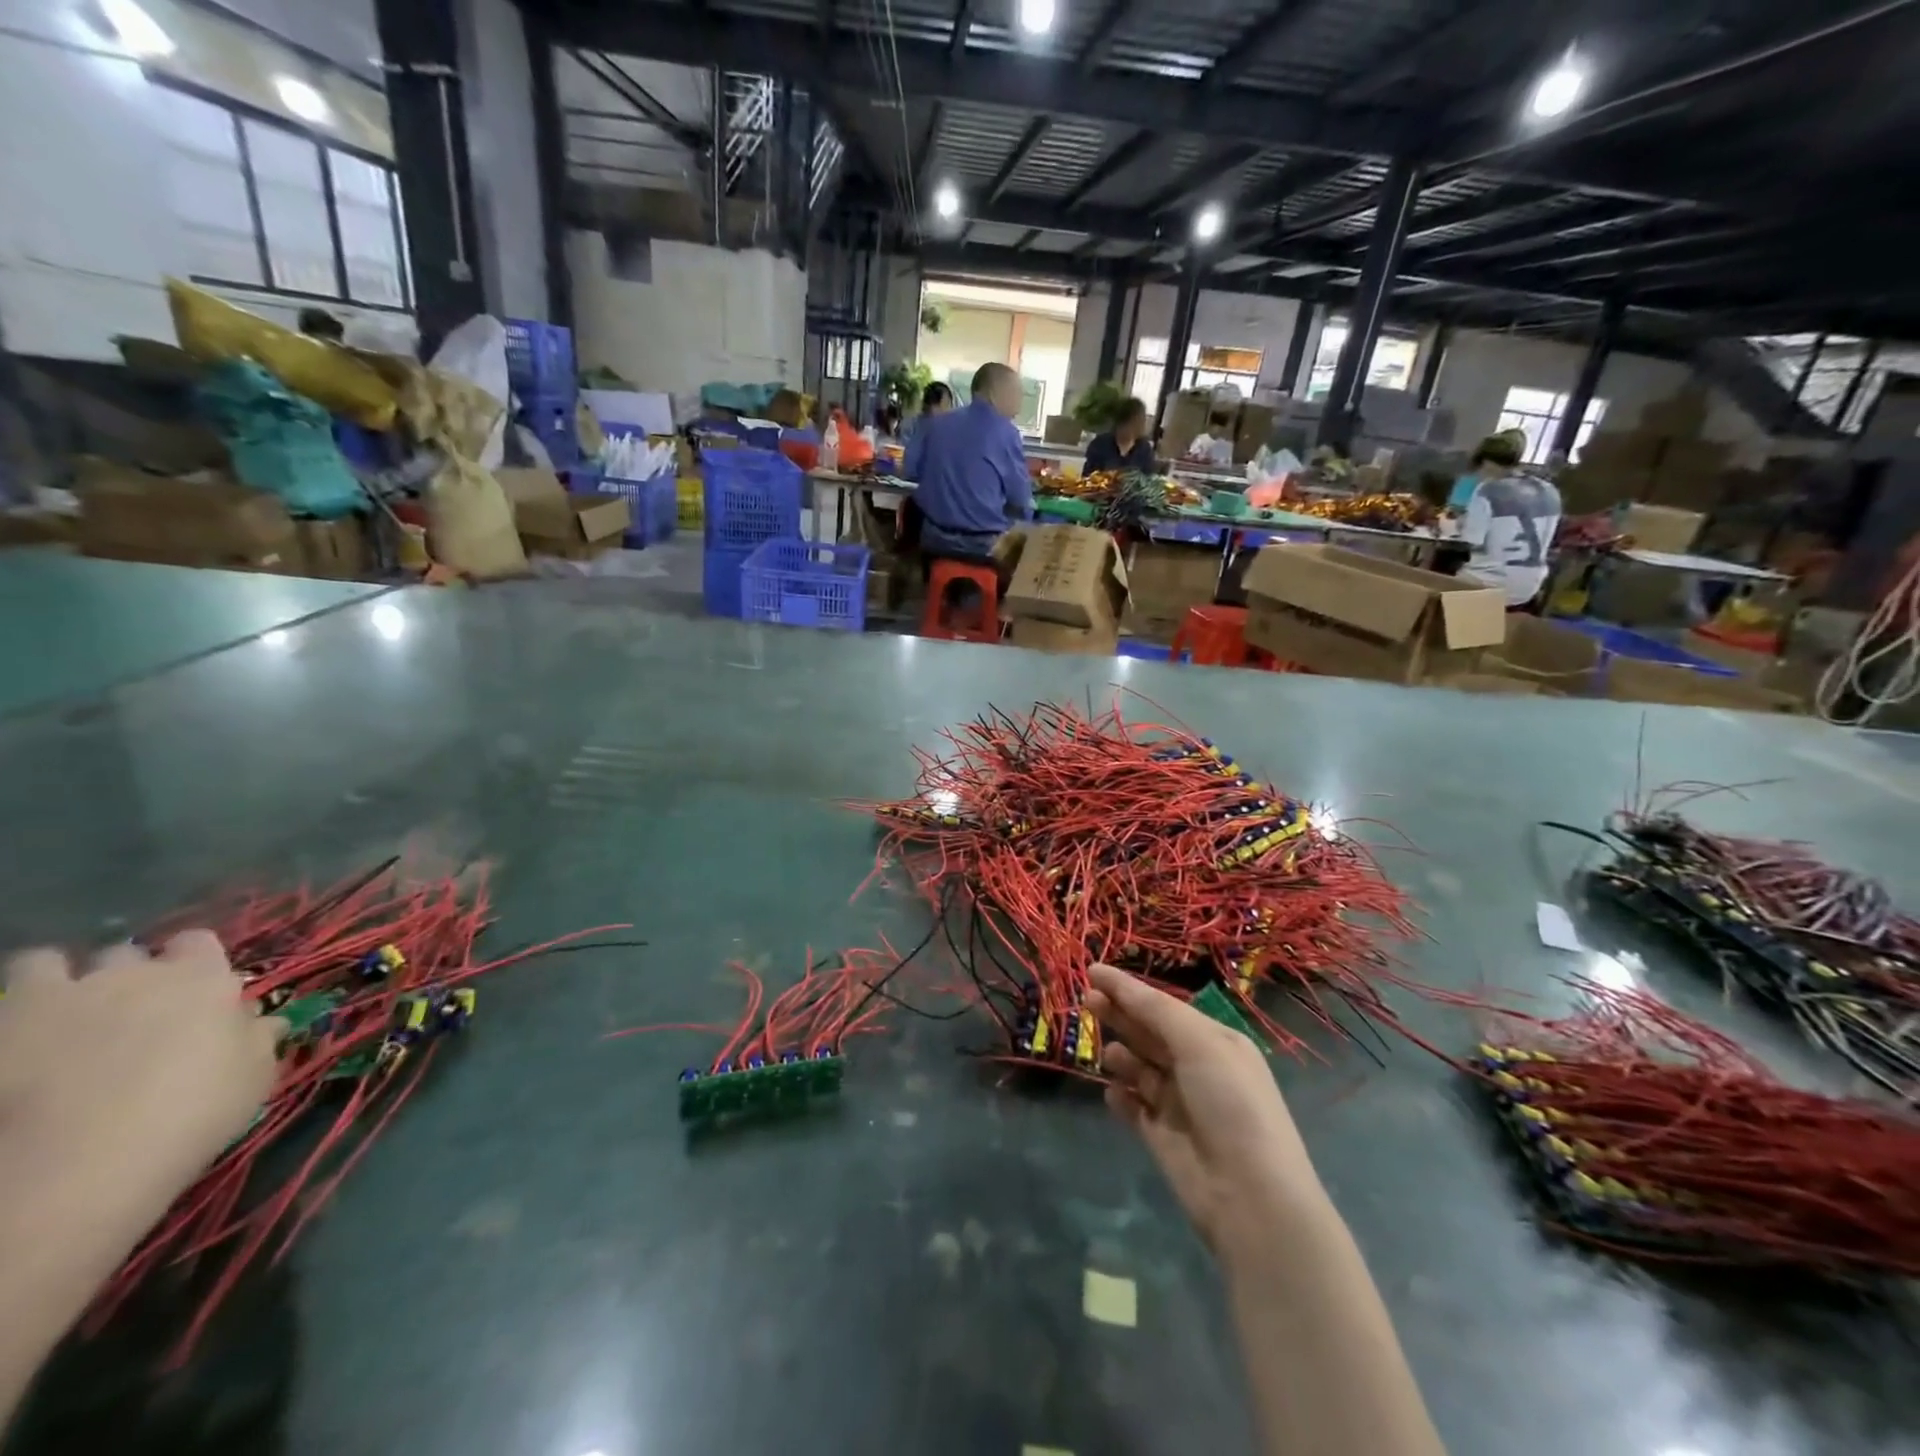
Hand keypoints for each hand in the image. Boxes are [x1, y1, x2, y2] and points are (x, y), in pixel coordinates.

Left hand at [0, 931, 283, 1214]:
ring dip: (57, 982)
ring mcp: (60, 997)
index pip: (198, 942)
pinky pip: (2, 993)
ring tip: (59, 1018)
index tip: (195, 994)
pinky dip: (11, 1010)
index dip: (194, 963)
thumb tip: (263, 1023)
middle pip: (128, 953)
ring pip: (48, 963)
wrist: (79, 1165)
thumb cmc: (193, 1112)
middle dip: (126, 975)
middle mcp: (134, 973)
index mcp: (203, 977)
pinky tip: (18, 1039)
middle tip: (127, 1014)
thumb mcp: (254, 1076)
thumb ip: (257, 1038)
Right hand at [1087, 964, 1324, 1256]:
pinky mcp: (1162, 1137)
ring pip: (1139, 1068)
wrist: (1250, 1197)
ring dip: (1121, 1055)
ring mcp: (1179, 1104)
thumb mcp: (1200, 1044)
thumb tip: (1119, 985)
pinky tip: (1112, 1093)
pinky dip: (1120, 1097)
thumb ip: (1156, 1012)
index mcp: (1215, 1041)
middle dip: (1119, 1015)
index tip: (1092, 971)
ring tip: (1110, 1055)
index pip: (1164, 1006)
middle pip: (1148, 1032)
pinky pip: (1133, 1106)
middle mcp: (1198, 1068)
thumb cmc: (1231, 1104)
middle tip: (1087, 1000)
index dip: (1128, 988)